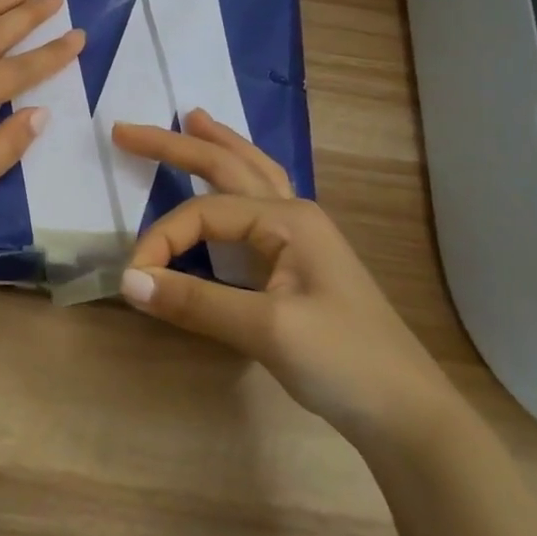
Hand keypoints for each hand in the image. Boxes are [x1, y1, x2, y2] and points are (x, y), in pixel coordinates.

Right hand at [111, 112, 459, 451]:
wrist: (409, 416)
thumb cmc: (345, 362)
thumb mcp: (268, 329)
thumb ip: (196, 301)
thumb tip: (128, 280)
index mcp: (288, 219)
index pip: (204, 213)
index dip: (161, 239)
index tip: (134, 278)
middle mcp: (294, 215)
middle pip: (228, 166)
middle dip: (177, 146)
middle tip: (126, 131)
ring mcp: (301, 238)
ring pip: (251, 175)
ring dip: (218, 148)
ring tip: (192, 119)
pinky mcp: (299, 264)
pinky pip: (258, 205)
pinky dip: (236, 181)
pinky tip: (233, 181)